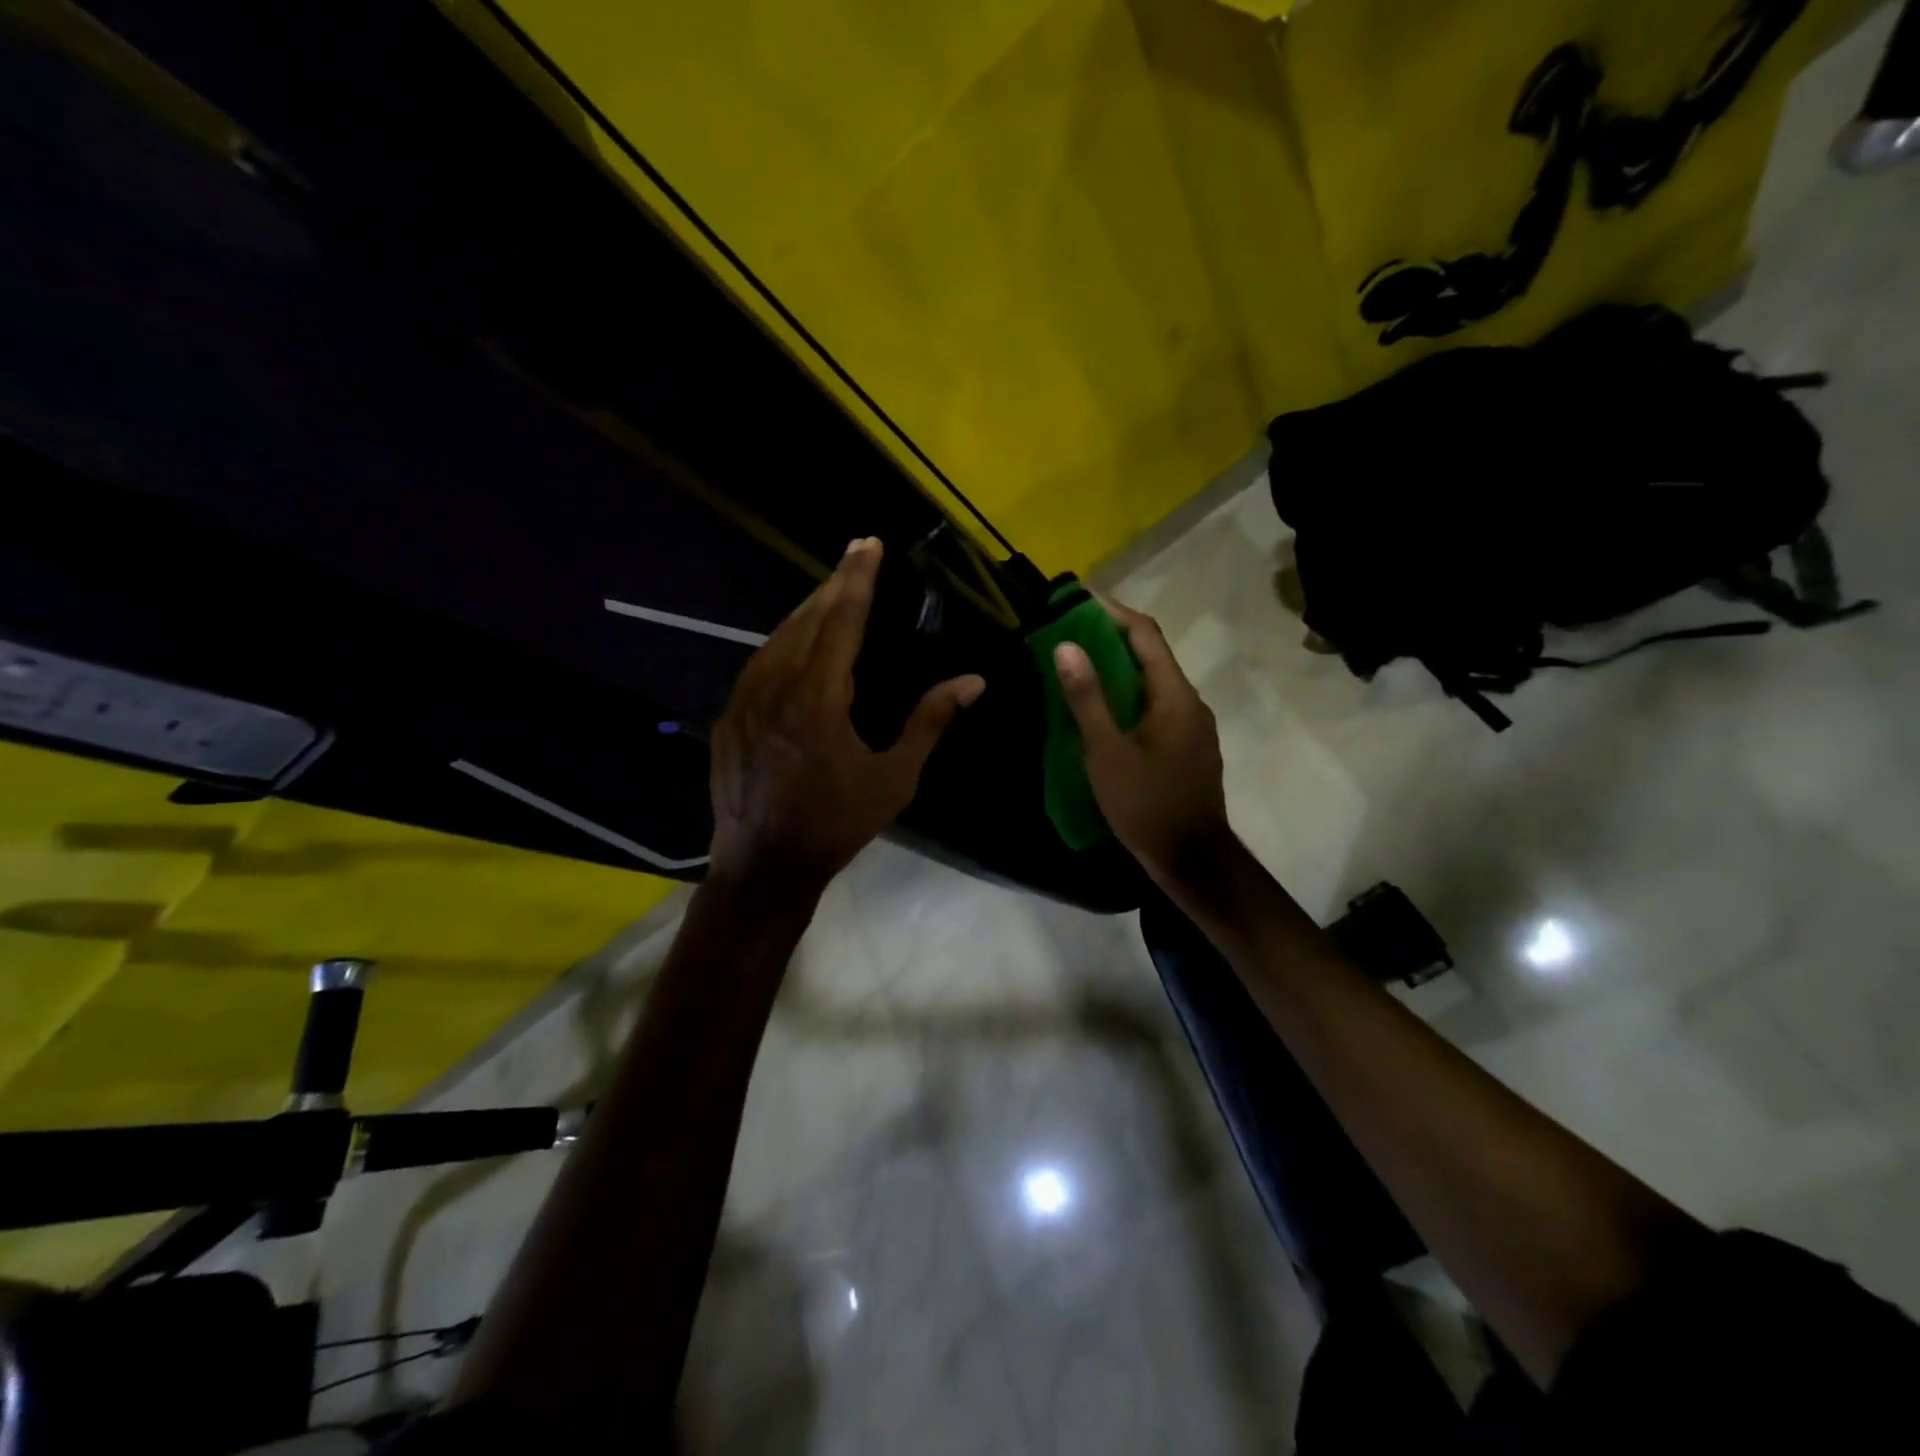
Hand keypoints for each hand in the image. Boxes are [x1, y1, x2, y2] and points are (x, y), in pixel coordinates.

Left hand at [708, 538, 985, 896]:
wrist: (764, 867)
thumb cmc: (836, 825)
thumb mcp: (894, 779)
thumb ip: (929, 722)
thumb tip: (973, 681)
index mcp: (818, 699)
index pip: (841, 621)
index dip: (858, 580)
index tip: (868, 544)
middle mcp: (775, 688)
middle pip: (806, 620)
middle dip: (834, 584)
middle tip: (855, 555)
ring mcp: (743, 702)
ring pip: (777, 638)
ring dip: (807, 611)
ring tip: (832, 592)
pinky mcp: (728, 718)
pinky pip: (758, 664)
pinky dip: (782, 642)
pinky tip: (796, 642)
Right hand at [1053, 600, 1230, 885]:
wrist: (1191, 859)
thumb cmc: (1146, 804)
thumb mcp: (1106, 752)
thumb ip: (1087, 698)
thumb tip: (1066, 646)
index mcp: (1174, 696)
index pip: (1146, 635)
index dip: (1113, 613)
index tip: (1078, 602)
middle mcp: (1191, 702)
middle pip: (1153, 656)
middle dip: (1113, 639)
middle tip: (1071, 634)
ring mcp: (1195, 727)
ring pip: (1155, 683)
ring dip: (1121, 669)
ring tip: (1082, 668)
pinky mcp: (1190, 747)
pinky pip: (1159, 706)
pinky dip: (1131, 696)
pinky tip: (1107, 711)